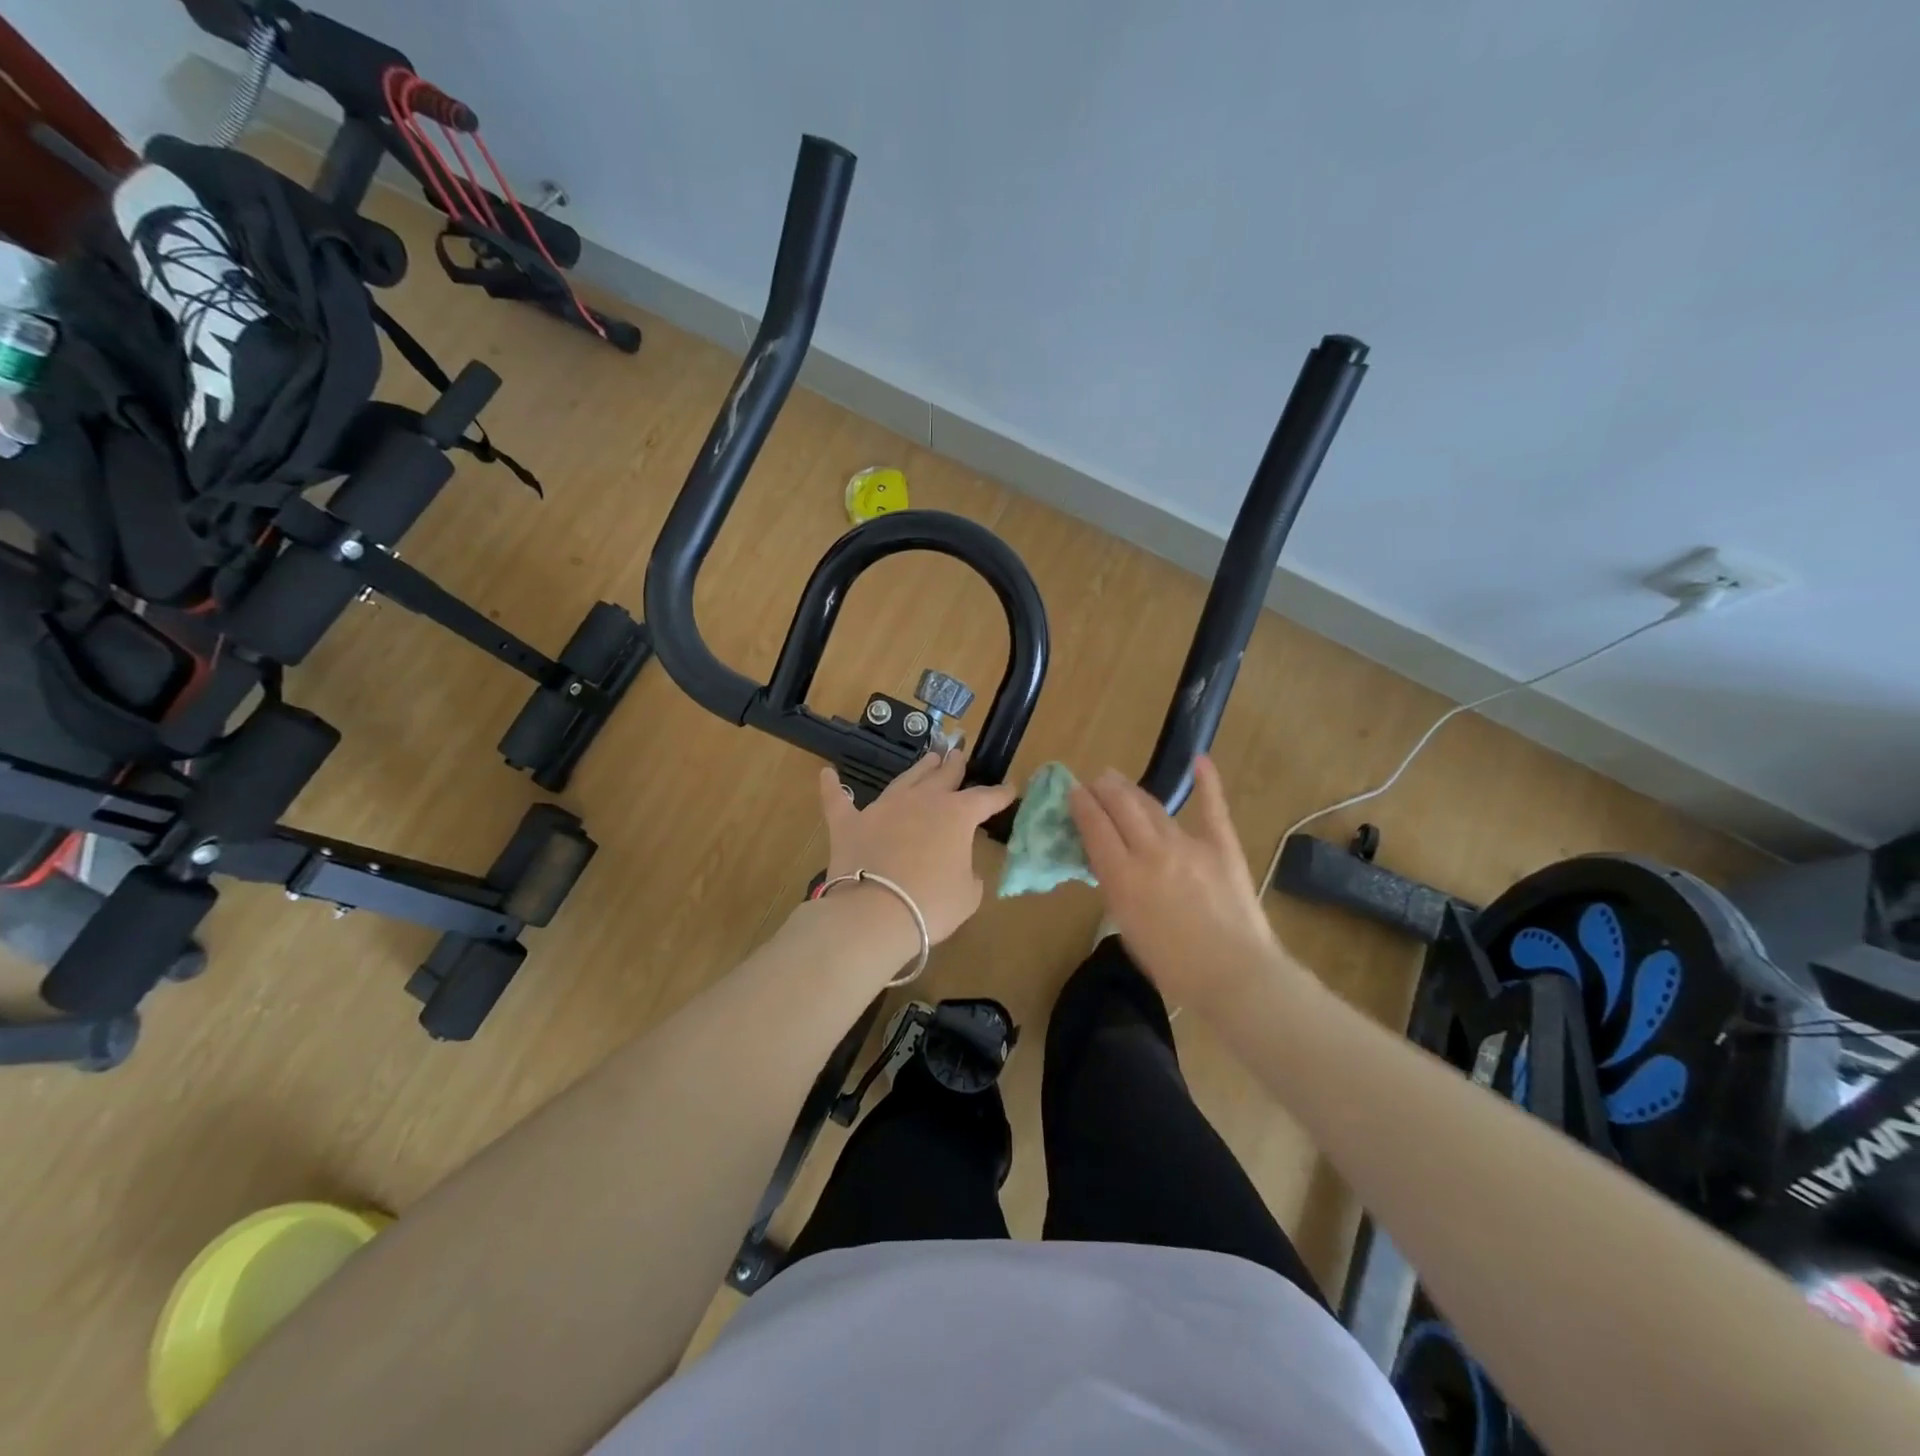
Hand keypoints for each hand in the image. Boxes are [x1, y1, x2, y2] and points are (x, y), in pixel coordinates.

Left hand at [818, 749, 1016, 946]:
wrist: (874, 914)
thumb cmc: (931, 905)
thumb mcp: (967, 895)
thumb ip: (968, 874)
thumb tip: (960, 868)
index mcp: (957, 815)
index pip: (985, 799)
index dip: (1000, 795)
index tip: (1009, 790)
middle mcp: (922, 801)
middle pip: (942, 777)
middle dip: (954, 766)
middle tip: (958, 755)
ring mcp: (883, 808)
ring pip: (905, 780)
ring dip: (919, 769)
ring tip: (928, 758)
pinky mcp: (849, 823)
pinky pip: (838, 800)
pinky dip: (832, 787)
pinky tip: (827, 773)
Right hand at [1069, 755, 1280, 1008]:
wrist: (1234, 976)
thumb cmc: (1173, 966)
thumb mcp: (1127, 928)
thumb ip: (1117, 889)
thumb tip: (1113, 865)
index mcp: (1122, 876)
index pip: (1095, 827)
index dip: (1081, 805)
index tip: (1073, 792)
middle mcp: (1151, 852)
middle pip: (1120, 807)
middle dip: (1103, 789)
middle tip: (1095, 781)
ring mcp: (1188, 845)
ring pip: (1152, 806)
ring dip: (1131, 789)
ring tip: (1118, 779)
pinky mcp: (1222, 846)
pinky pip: (1212, 808)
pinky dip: (1207, 782)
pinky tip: (1199, 760)